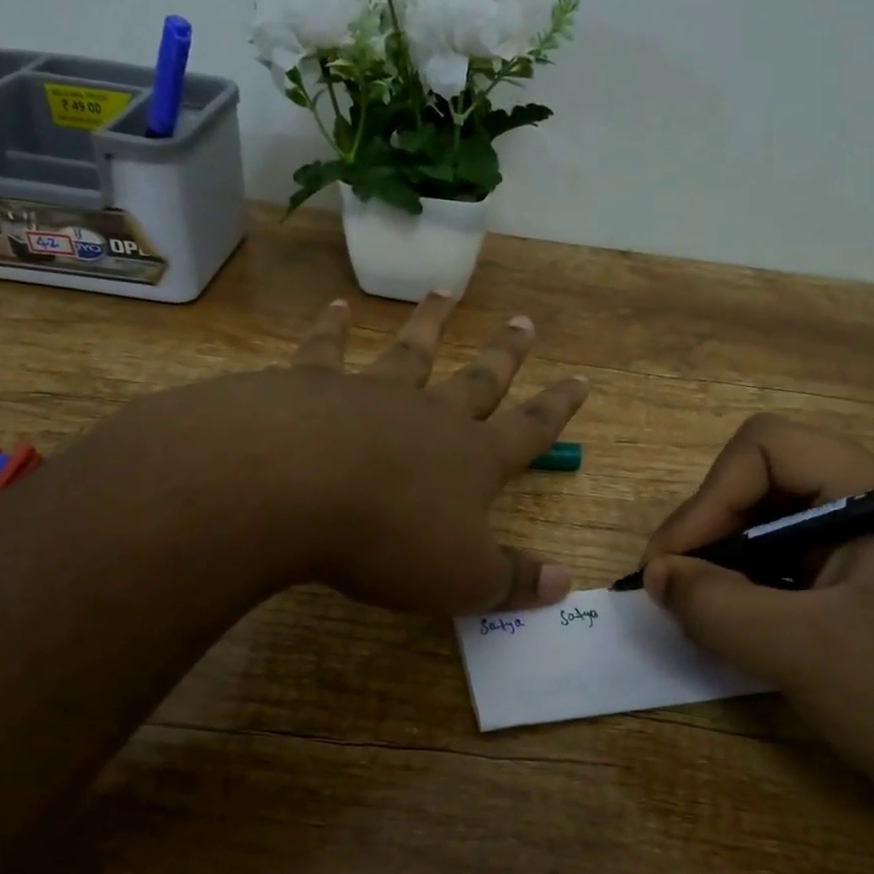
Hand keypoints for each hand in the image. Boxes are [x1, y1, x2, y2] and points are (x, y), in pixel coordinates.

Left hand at [88, 292, 589, 616]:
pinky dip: (333, 327)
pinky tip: (337, 307)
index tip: (580, 379)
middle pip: (477, 379)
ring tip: (444, 292)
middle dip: (504, 354)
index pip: (529, 430)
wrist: (294, 489)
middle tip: (523, 321)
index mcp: (472, 459)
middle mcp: (429, 416)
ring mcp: (371, 393)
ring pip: (410, 351)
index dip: (557, 408)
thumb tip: (566, 581)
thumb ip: (513, 580)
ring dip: (430, 323)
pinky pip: (327, 349)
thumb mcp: (462, 578)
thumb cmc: (389, 539)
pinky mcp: (312, 385)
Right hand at [642, 416, 873, 873]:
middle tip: (677, 593)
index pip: (765, 449)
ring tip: (705, 619)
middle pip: (767, 487)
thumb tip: (657, 576)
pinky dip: (759, 600)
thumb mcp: (807, 653)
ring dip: (731, 570)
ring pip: (779, 535)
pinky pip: (800, 579)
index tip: (670, 566)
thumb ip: (717, 605)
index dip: (706, 498)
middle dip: (712, 534)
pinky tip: (747, 638)